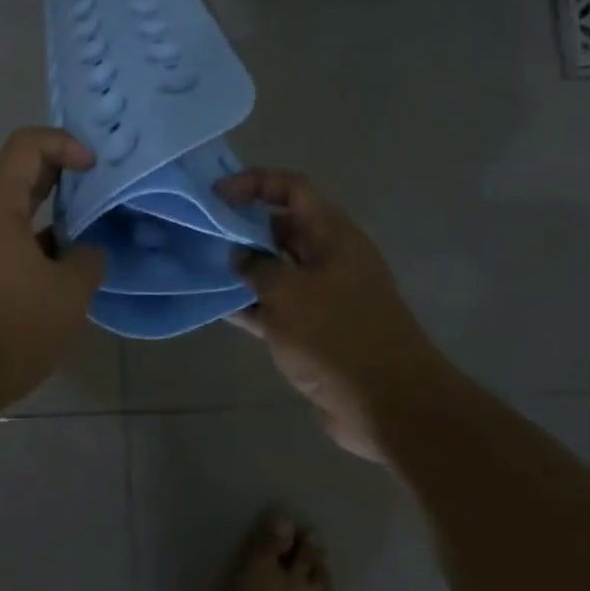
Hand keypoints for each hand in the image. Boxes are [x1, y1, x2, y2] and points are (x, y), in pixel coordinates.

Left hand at [0, 128, 107, 404]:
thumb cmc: (10, 326)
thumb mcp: (68, 293)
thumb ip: (87, 260)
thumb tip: (87, 250)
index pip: (26, 145)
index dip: (64, 143)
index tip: (94, 168)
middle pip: (18, 178)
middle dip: (61, 181)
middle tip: (98, 196)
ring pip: (9, 217)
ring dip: (47, 222)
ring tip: (83, 246)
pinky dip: (28, 249)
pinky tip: (53, 280)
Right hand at [217, 168, 438, 464]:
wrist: (389, 407)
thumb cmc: (338, 336)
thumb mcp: (288, 293)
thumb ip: (255, 266)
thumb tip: (237, 255)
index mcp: (332, 235)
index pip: (292, 189)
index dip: (254, 183)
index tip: (216, 196)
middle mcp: (328, 258)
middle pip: (281, 227)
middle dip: (242, 226)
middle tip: (200, 233)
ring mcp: (321, 295)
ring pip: (274, 268)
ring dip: (241, 267)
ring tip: (199, 266)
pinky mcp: (313, 330)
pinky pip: (274, 305)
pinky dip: (248, 303)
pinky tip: (214, 305)